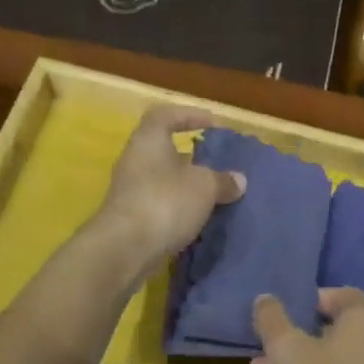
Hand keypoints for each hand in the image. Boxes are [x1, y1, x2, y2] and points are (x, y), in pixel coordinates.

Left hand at [95, 106, 244, 283]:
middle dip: (192, 158)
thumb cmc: (165, 202)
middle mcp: (135, 161)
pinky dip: (179, 210)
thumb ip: (223, 181)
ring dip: (187, 188)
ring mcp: (131, 192)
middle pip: (164, 151)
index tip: (213, 123)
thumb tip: (238, 180)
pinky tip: (200, 221)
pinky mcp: (132, 220)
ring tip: (215, 197)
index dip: (189, 115)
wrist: (125, 249)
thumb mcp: (204, 187)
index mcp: (149, 140)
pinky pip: (161, 207)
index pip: (166, 115)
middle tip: (218, 166)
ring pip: (164, 182)